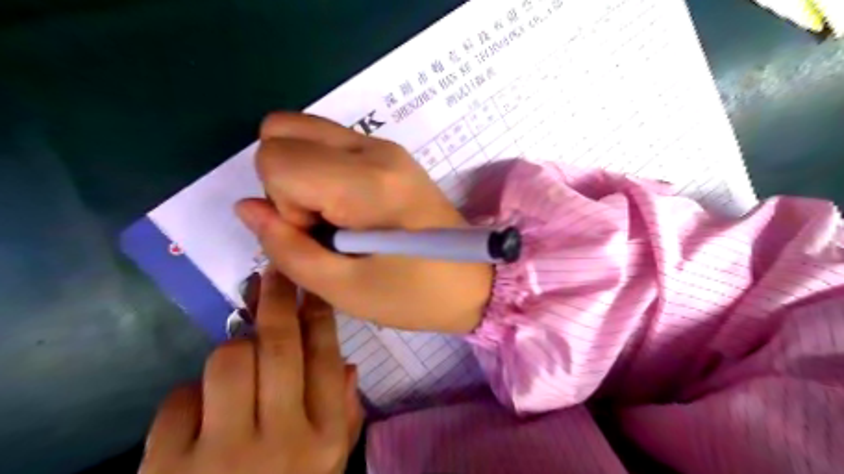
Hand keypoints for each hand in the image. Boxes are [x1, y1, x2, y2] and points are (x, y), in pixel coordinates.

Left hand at [139, 271, 361, 473]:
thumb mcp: (327, 466)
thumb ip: (345, 415)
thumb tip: (350, 365)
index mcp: (325, 439)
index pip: (326, 357)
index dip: (319, 314)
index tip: (312, 285)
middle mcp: (283, 441)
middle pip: (280, 346)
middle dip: (277, 298)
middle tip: (273, 271)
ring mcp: (223, 457)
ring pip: (228, 360)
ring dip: (233, 354)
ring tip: (237, 371)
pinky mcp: (166, 472)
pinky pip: (179, 400)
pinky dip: (189, 400)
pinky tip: (198, 421)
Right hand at [234, 113, 491, 332]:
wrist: (473, 281)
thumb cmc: (414, 294)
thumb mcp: (344, 289)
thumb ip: (286, 248)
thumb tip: (246, 207)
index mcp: (367, 182)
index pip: (275, 158)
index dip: (283, 205)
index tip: (319, 236)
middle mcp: (375, 148)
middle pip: (281, 129)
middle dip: (286, 181)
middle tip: (322, 225)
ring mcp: (385, 145)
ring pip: (302, 130)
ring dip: (302, 174)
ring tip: (338, 220)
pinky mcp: (390, 153)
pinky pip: (329, 143)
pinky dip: (321, 171)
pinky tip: (350, 209)